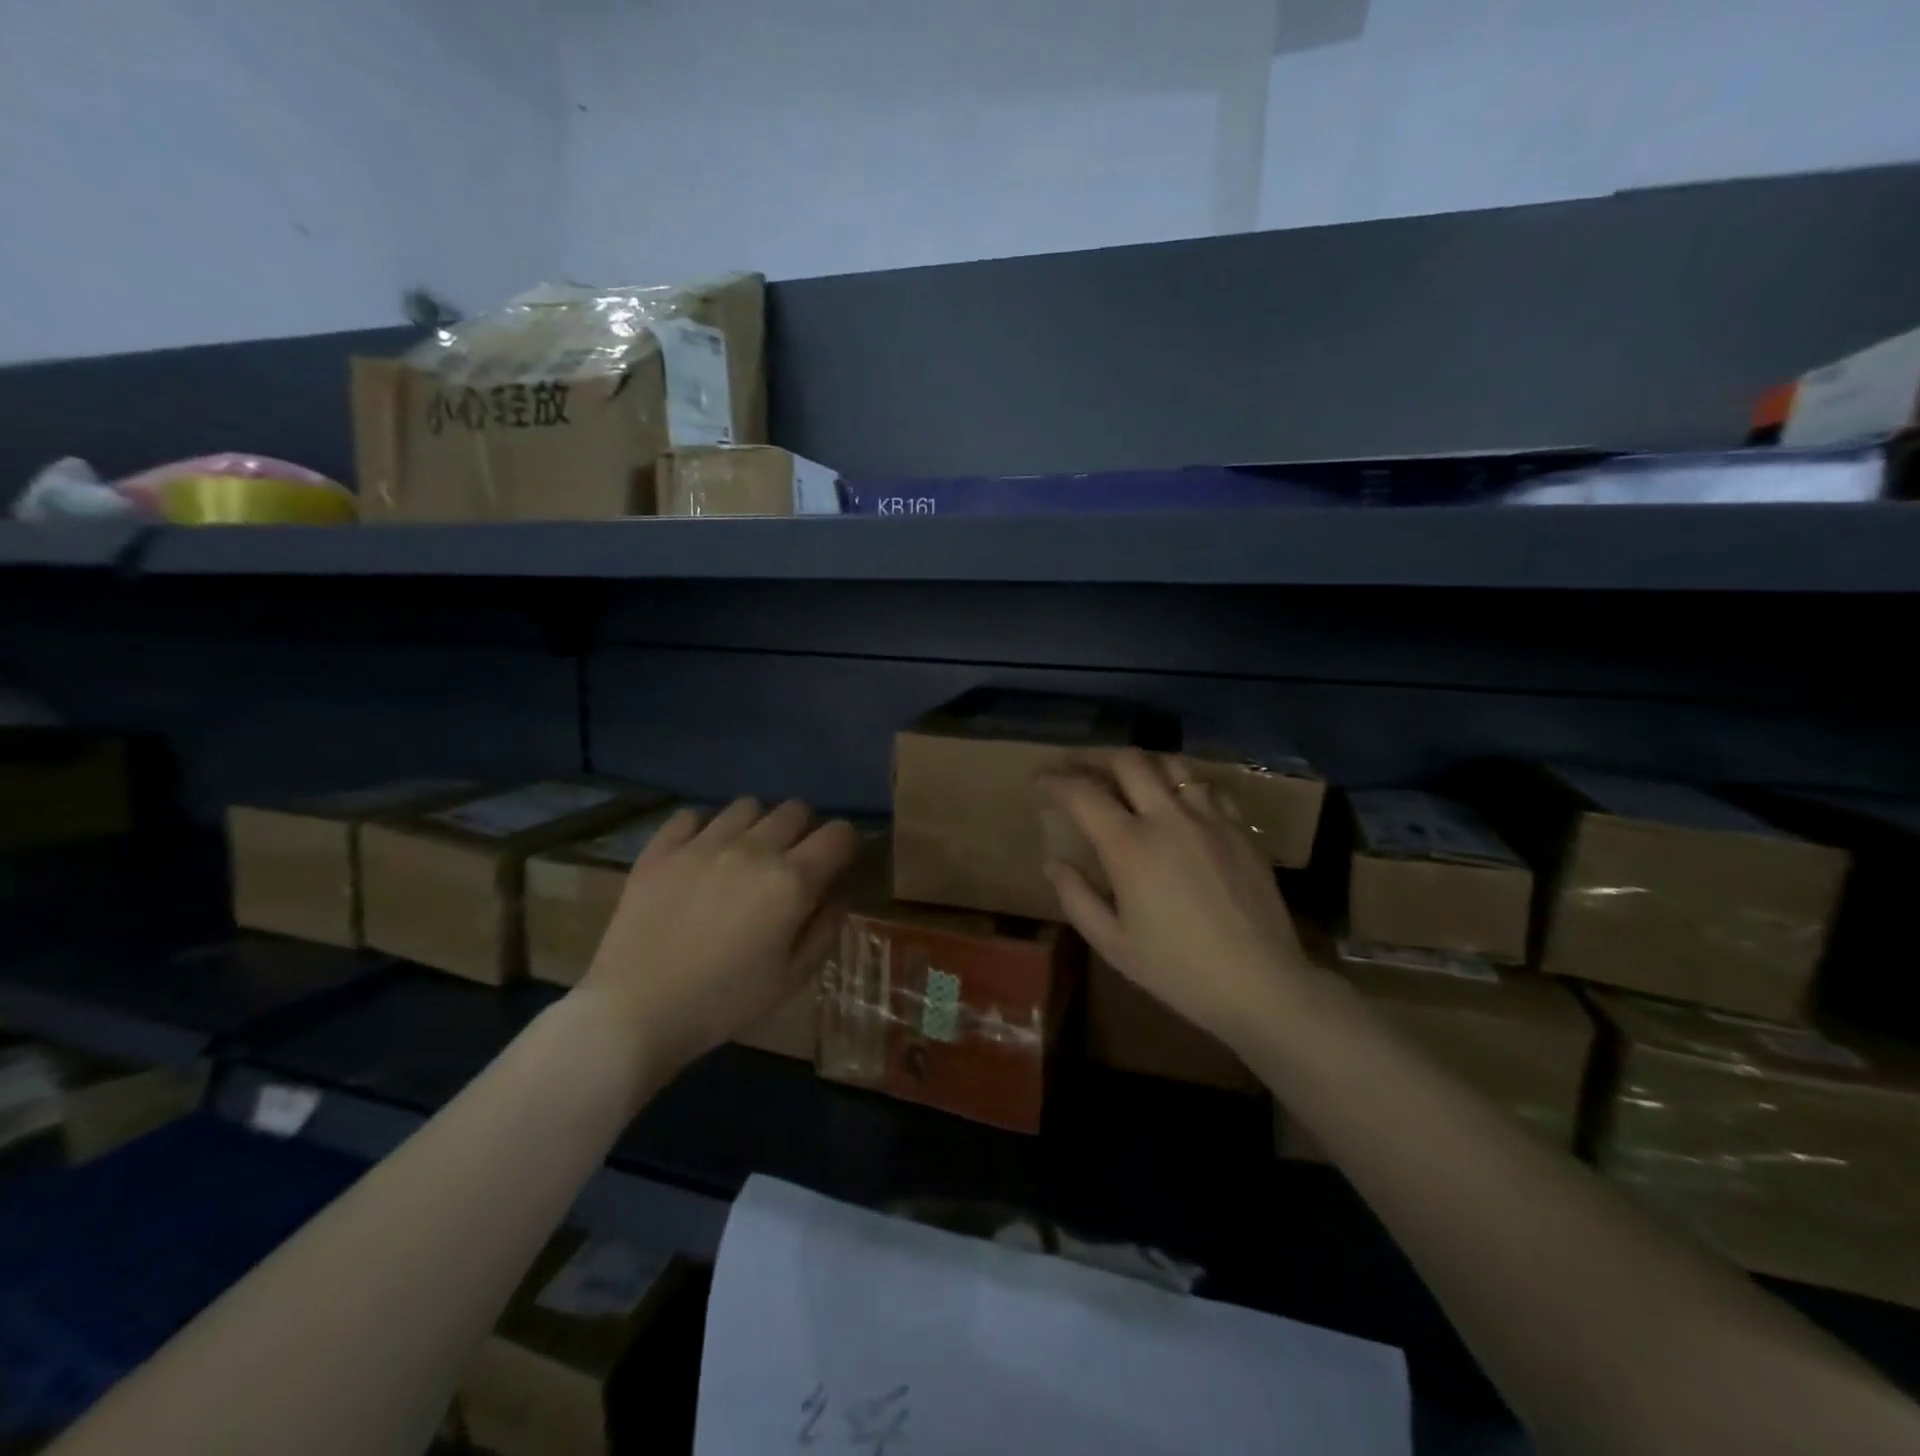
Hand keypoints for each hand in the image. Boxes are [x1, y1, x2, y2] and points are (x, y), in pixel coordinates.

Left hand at [579, 798, 860, 1074]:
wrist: (635, 1012)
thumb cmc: (724, 1002)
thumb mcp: (793, 978)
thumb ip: (826, 928)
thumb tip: (838, 892)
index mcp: (791, 880)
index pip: (839, 833)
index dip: (847, 844)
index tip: (839, 863)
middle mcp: (753, 849)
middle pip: (795, 810)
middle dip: (804, 830)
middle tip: (792, 862)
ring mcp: (703, 844)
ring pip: (747, 805)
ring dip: (757, 825)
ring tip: (746, 855)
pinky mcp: (661, 849)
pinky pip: (692, 815)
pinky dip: (704, 828)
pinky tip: (701, 855)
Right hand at [1038, 750, 1309, 1056]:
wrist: (1261, 984)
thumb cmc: (1178, 969)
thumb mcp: (1112, 943)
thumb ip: (1076, 898)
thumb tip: (1054, 864)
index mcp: (1129, 846)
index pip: (1082, 792)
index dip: (1054, 780)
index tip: (1038, 781)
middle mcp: (1168, 818)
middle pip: (1127, 761)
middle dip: (1094, 757)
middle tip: (1077, 768)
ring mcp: (1209, 818)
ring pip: (1170, 764)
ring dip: (1140, 764)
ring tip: (1126, 777)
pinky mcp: (1240, 828)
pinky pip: (1207, 787)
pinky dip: (1181, 784)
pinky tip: (1177, 802)